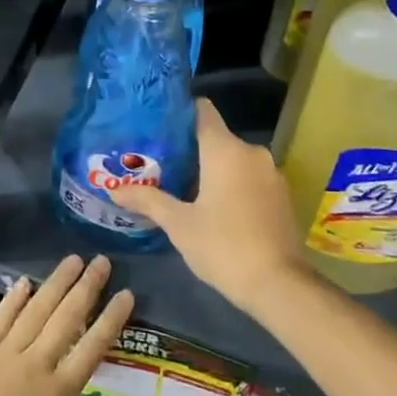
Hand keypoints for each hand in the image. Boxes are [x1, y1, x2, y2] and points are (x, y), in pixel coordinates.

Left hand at [0, 254, 133, 395]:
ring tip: (73, 260)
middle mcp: (32, 365)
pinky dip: (13, 299)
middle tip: (102, 261)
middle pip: (65, 317)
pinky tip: (25, 282)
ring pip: (35, 309)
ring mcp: (1, 355)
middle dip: (87, 287)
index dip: (111, 319)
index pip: (92, 347)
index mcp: (56, 395)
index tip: (126, 294)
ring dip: (56, 283)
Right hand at [110, 99, 310, 318]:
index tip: (158, 124)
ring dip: (212, 169)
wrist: (280, 286)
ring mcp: (271, 173)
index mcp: (225, 149)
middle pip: (216, 137)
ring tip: (182, 185)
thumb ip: (148, 200)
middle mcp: (251, 152)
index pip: (202, 110)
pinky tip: (215, 206)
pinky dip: (232, 184)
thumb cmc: (223, 246)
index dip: (180, 112)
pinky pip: (250, 177)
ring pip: (234, 159)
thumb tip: (114, 190)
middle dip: (190, 148)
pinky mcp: (282, 195)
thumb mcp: (179, 224)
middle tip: (160, 163)